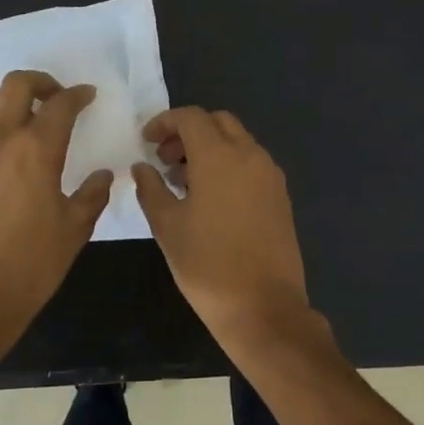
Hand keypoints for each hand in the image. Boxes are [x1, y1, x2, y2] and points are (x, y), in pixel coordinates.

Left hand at [0, 70, 112, 330]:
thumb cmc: (32, 263)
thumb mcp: (75, 229)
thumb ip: (93, 195)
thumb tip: (104, 175)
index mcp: (37, 150)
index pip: (60, 104)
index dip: (77, 95)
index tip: (87, 96)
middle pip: (16, 84)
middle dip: (41, 83)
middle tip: (55, 99)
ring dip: (5, 100)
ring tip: (19, 119)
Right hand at [131, 107, 308, 341]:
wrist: (263, 306)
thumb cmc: (206, 264)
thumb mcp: (167, 225)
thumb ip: (151, 188)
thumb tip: (142, 167)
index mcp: (219, 156)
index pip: (191, 117)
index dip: (164, 122)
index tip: (146, 142)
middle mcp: (250, 155)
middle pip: (218, 122)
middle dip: (189, 132)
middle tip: (165, 159)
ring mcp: (270, 175)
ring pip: (238, 141)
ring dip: (210, 148)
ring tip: (184, 181)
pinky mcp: (281, 196)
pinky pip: (252, 163)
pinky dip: (229, 164)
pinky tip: (211, 198)